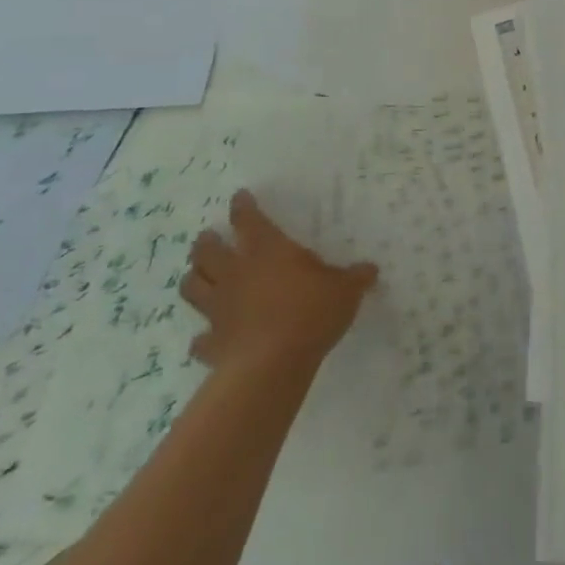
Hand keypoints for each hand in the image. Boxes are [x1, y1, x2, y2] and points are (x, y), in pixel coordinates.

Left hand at [180, 190, 377, 376]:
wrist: (272, 366)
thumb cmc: (310, 313)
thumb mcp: (345, 291)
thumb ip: (355, 278)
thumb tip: (371, 269)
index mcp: (267, 250)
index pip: (248, 220)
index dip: (242, 207)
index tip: (239, 198)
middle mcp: (236, 273)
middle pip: (207, 251)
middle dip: (205, 242)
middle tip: (208, 238)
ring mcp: (219, 309)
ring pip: (192, 287)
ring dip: (193, 280)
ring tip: (197, 276)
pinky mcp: (212, 344)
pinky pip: (200, 339)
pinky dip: (202, 337)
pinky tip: (206, 338)